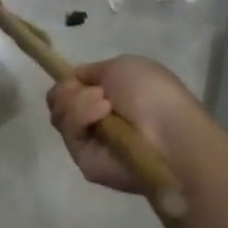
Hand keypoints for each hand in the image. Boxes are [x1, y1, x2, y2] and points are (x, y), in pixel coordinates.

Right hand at [46, 55, 205, 195]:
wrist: (168, 132)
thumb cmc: (152, 93)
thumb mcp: (122, 66)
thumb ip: (93, 72)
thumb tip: (76, 82)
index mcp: (107, 97)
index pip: (71, 90)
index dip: (68, 82)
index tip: (74, 78)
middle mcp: (96, 120)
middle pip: (59, 102)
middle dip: (68, 91)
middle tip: (94, 92)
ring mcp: (90, 142)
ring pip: (60, 116)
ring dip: (78, 103)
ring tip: (105, 105)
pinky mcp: (84, 161)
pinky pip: (68, 133)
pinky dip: (81, 118)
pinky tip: (103, 115)